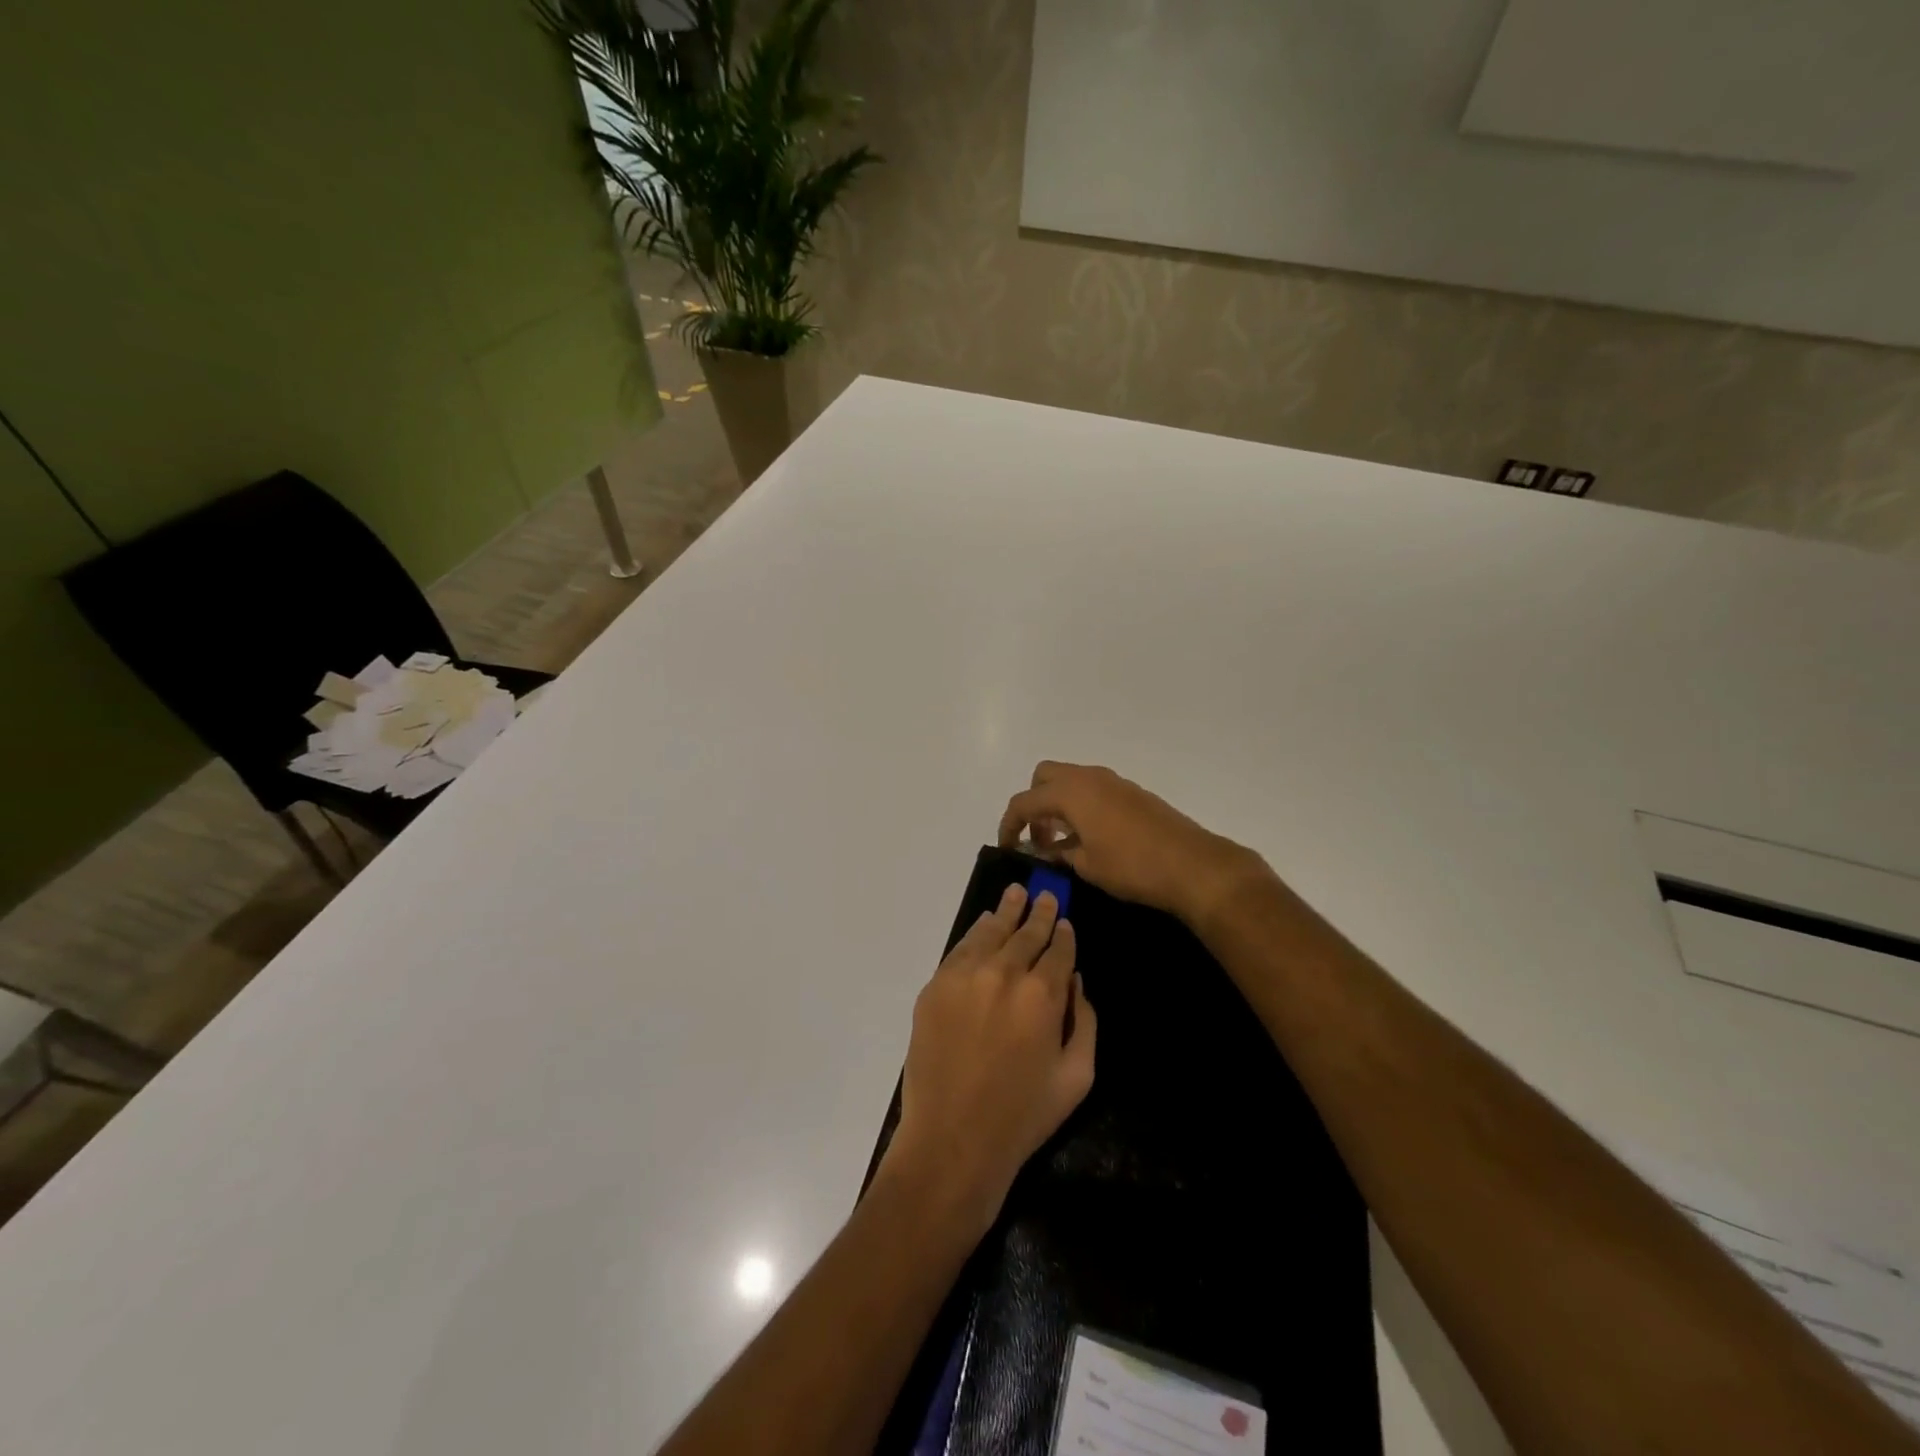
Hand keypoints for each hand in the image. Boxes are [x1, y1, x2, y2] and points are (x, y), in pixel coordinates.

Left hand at [887, 883, 1095, 1237]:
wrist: (953, 1140)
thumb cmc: (1023, 1116)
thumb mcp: (1076, 1077)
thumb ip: (1084, 1021)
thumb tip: (1075, 980)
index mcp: (1043, 995)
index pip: (1058, 950)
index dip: (1064, 934)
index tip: (1065, 921)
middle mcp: (1003, 974)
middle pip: (1025, 933)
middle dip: (1038, 913)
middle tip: (1044, 894)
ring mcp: (964, 977)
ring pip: (991, 932)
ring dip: (1006, 912)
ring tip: (1015, 894)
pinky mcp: (935, 987)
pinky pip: (960, 949)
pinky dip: (976, 933)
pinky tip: (984, 924)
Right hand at [998, 762, 1267, 927]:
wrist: (1193, 865)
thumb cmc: (1132, 867)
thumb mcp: (1086, 865)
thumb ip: (1058, 853)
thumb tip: (1045, 849)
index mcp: (1071, 792)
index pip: (1024, 801)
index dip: (1009, 824)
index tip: (1008, 848)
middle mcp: (1089, 777)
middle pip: (1044, 776)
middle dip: (1033, 803)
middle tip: (1038, 837)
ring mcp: (1113, 782)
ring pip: (1071, 780)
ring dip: (1057, 804)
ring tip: (1062, 841)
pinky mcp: (1132, 792)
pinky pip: (1093, 789)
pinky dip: (1080, 805)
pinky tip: (1090, 837)